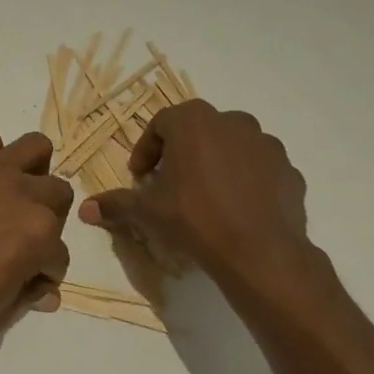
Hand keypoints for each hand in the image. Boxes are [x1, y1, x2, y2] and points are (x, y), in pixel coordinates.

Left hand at [0, 130, 73, 346]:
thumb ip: (26, 298)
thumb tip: (46, 291)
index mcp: (38, 235)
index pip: (59, 254)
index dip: (44, 271)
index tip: (26, 279)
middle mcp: (21, 194)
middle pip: (58, 194)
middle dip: (48, 218)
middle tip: (20, 236)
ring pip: (35, 148)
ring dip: (32, 171)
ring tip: (8, 194)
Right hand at [79, 101, 321, 299]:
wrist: (260, 251)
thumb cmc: (194, 218)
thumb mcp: (147, 212)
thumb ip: (116, 204)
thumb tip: (84, 209)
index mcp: (193, 121)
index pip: (161, 123)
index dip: (146, 150)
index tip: (141, 176)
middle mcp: (232, 121)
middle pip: (198, 131)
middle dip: (181, 153)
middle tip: (170, 184)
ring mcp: (266, 144)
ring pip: (231, 146)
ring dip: (215, 164)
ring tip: (205, 197)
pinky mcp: (289, 169)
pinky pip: (258, 169)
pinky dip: (245, 181)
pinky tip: (236, 209)